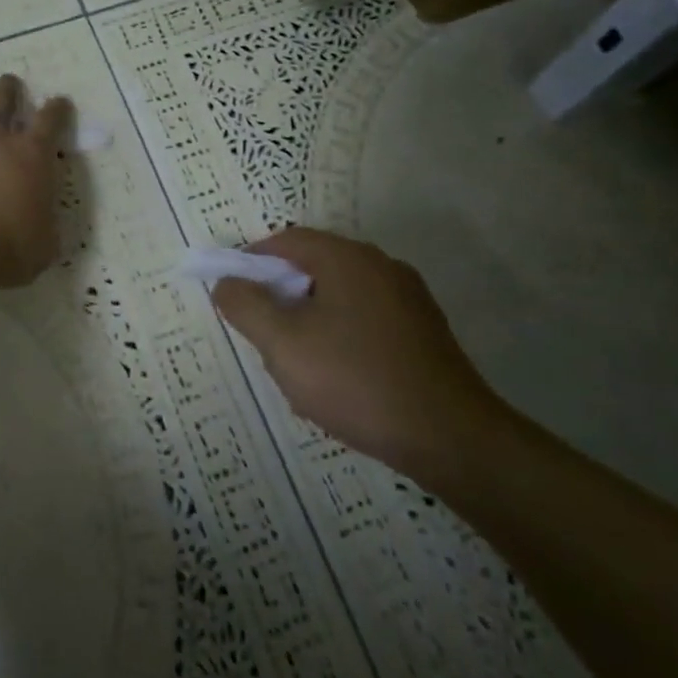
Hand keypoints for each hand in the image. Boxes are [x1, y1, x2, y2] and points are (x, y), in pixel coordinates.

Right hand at [211, 227, 504, 480]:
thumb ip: (246, 306)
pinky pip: (367, 317)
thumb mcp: (283, 345)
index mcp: (347, 258)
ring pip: (341, 294)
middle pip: (315, 264)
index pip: (287, 240)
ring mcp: (408, 297)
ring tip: (298, 361)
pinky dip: (341, 332)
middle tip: (263, 333)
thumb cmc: (355, 380)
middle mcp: (381, 265)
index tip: (234, 293)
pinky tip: (339, 375)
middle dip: (281, 293)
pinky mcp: (424, 329)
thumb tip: (227, 282)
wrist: (449, 436)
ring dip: (310, 316)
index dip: (253, 261)